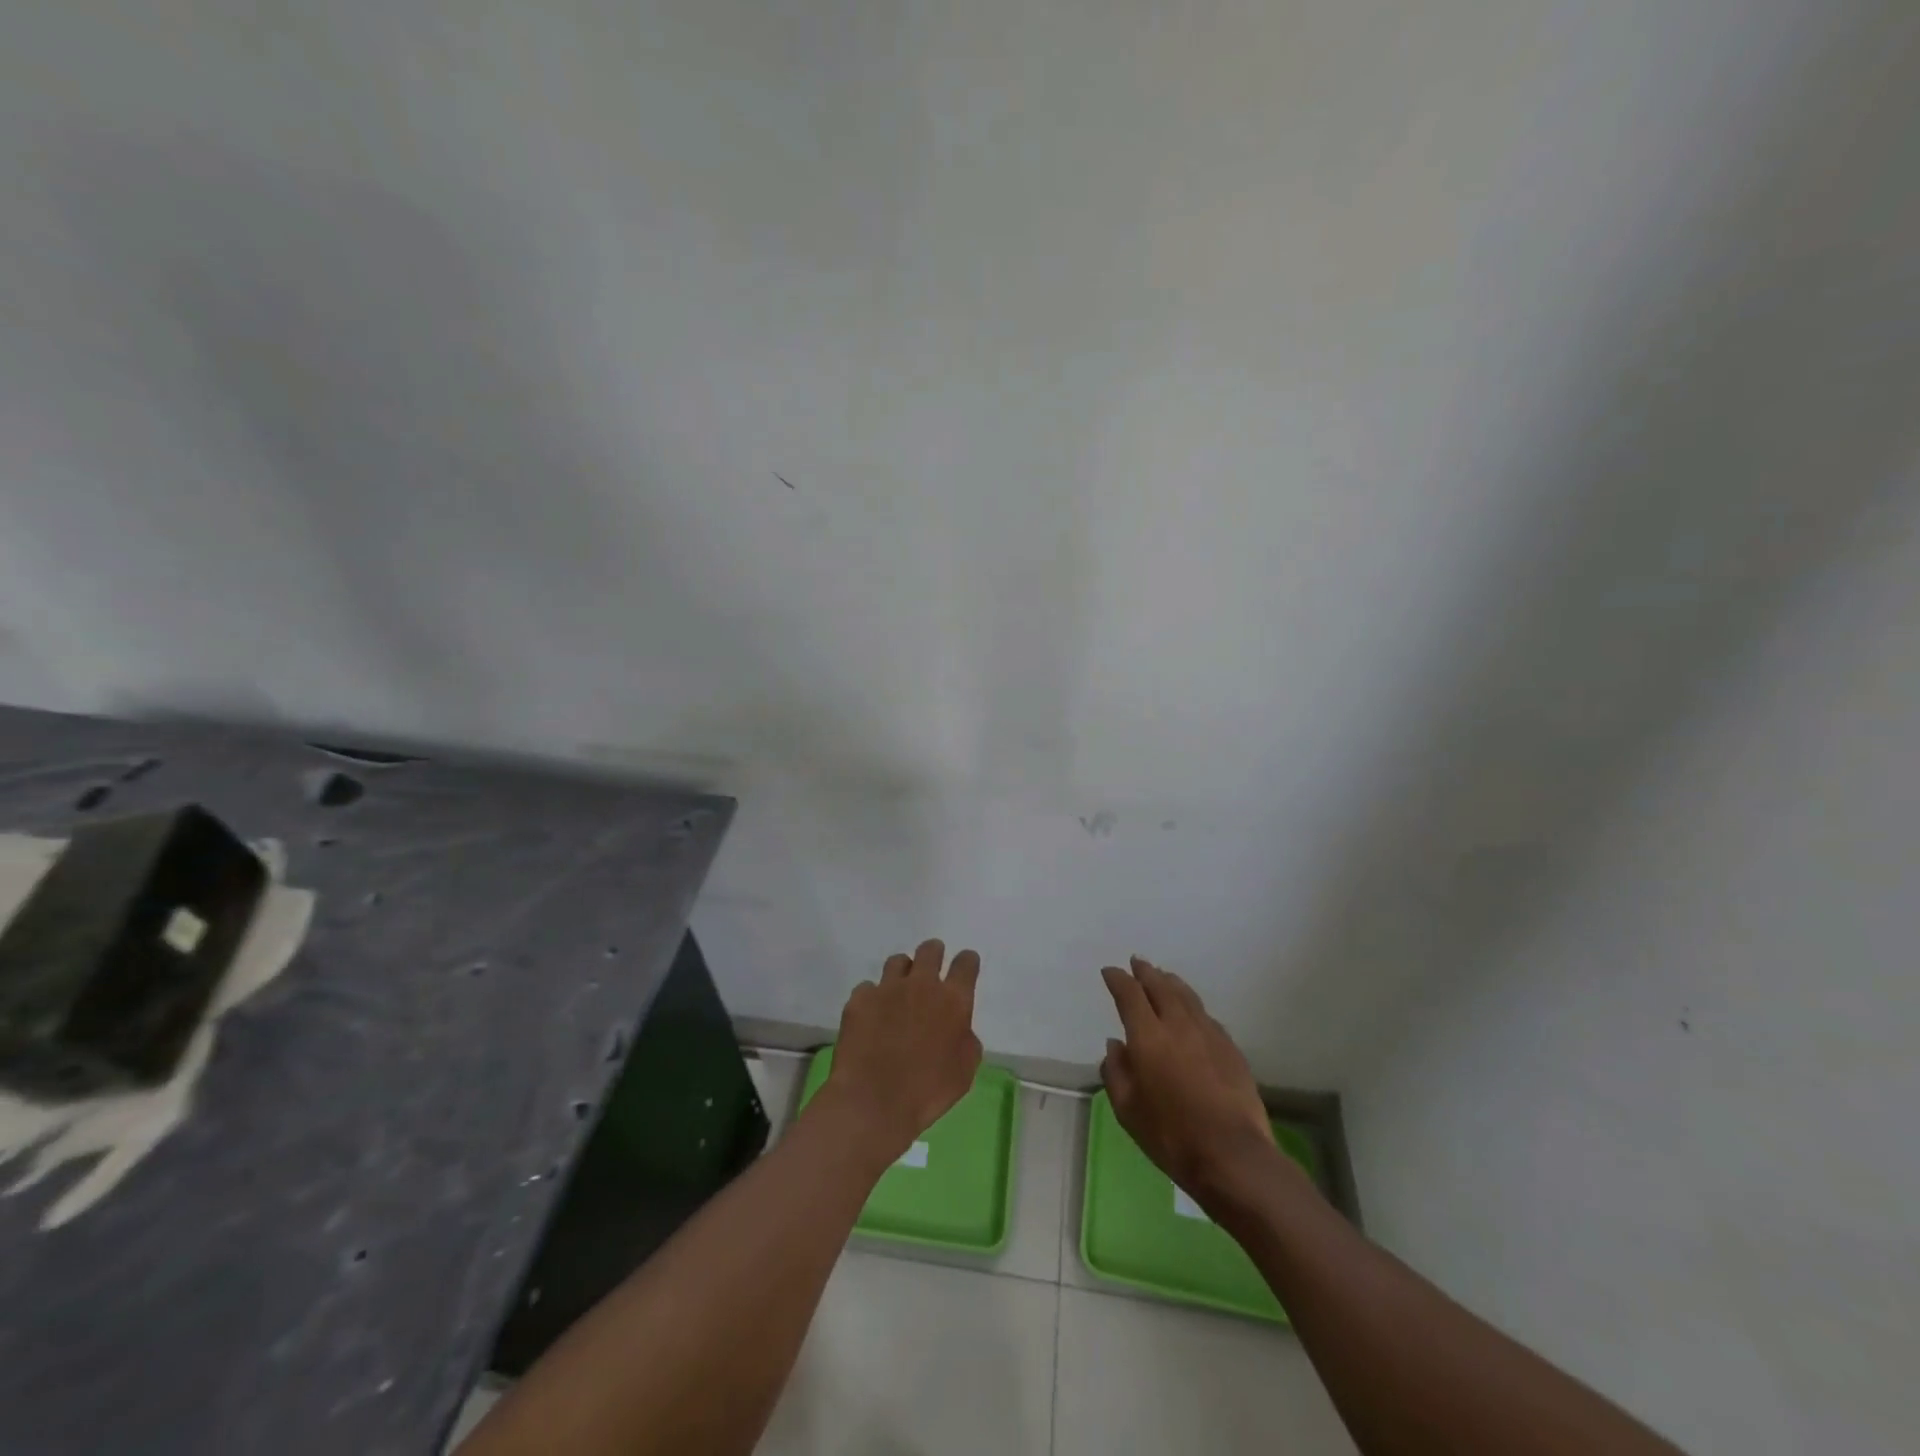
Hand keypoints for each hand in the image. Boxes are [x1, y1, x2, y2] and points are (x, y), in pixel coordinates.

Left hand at [820, 939, 982, 1164]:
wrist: (874, 1102)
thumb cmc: (928, 1091)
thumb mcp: (965, 1071)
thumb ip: (966, 1041)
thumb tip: (959, 1029)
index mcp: (953, 1000)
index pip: (966, 963)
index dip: (967, 962)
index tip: (965, 967)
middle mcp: (921, 985)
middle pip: (930, 950)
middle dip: (934, 954)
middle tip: (931, 970)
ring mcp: (887, 988)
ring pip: (898, 961)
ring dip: (903, 973)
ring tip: (899, 992)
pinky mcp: (859, 999)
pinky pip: (868, 988)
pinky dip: (873, 998)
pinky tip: (871, 1017)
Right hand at [1100, 956, 1283, 1201]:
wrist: (1233, 1156)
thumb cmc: (1171, 1136)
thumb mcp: (1127, 1110)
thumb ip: (1116, 1072)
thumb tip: (1116, 1044)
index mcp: (1148, 1036)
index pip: (1129, 994)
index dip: (1118, 979)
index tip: (1110, 972)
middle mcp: (1178, 1025)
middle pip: (1161, 986)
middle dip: (1146, 972)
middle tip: (1137, 963)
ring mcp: (1209, 1034)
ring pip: (1187, 996)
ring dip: (1171, 982)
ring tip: (1164, 977)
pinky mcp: (1231, 1048)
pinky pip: (1206, 1016)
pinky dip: (1192, 1006)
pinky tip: (1192, 1013)